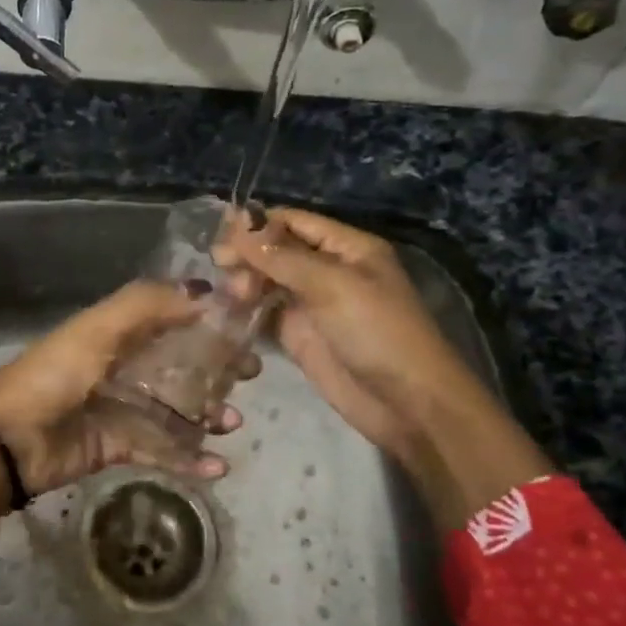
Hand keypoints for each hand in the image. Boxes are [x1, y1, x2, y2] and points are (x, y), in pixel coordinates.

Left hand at [0, 280, 252, 529]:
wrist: (10, 439)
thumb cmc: (56, 374)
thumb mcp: (99, 328)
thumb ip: (149, 305)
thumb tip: (206, 293)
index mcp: (117, 331)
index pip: (172, 317)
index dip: (208, 319)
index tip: (246, 325)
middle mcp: (124, 365)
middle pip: (181, 363)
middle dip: (218, 368)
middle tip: (250, 375)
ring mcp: (123, 407)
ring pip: (178, 408)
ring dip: (210, 414)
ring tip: (232, 423)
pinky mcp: (120, 445)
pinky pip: (163, 450)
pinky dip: (191, 459)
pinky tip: (218, 468)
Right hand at [216, 208, 550, 532]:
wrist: (406, 404)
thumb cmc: (378, 333)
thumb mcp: (333, 286)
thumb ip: (282, 257)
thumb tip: (237, 227)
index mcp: (346, 247)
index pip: (293, 221)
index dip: (257, 224)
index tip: (222, 235)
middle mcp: (327, 269)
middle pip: (276, 250)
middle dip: (248, 254)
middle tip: (219, 265)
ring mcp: (311, 304)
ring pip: (266, 280)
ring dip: (244, 281)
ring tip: (230, 295)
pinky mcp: (298, 335)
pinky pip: (265, 313)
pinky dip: (245, 309)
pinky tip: (225, 310)